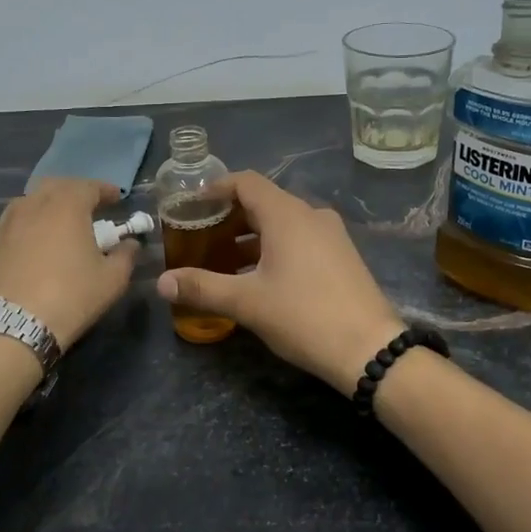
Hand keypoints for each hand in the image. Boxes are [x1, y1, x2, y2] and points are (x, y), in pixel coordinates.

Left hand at [0, 179, 137, 348]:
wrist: (12, 326)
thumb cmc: (70, 297)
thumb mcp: (112, 280)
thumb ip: (126, 255)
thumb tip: (130, 244)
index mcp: (67, 206)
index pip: (89, 186)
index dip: (105, 190)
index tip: (117, 198)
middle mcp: (34, 205)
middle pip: (57, 186)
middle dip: (75, 191)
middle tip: (89, 207)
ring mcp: (8, 223)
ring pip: (32, 201)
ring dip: (50, 204)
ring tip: (61, 222)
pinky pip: (16, 221)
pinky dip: (31, 222)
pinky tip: (37, 241)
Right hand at [155, 171, 405, 391]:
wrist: (369, 349)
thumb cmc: (304, 316)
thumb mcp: (246, 303)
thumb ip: (201, 288)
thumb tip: (161, 283)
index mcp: (287, 215)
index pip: (246, 182)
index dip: (217, 188)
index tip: (192, 205)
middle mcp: (312, 215)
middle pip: (265, 201)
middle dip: (231, 217)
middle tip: (202, 237)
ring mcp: (332, 235)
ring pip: (284, 223)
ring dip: (253, 235)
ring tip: (225, 261)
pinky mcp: (343, 256)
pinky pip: (302, 239)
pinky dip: (276, 247)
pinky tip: (261, 277)